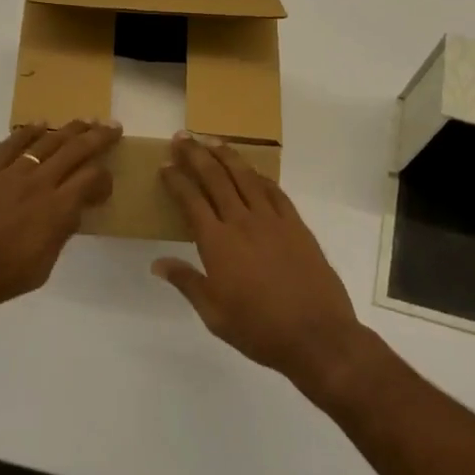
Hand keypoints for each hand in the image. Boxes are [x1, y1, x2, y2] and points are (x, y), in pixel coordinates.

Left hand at [0, 120, 121, 313]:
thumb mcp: (38, 270)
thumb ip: (58, 237)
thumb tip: (70, 214)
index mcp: (55, 211)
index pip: (91, 180)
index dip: (105, 178)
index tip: (106, 186)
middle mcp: (37, 184)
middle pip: (75, 151)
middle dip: (98, 137)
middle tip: (114, 127)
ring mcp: (9, 173)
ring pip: (47, 142)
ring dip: (69, 129)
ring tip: (85, 121)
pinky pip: (11, 143)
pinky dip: (28, 132)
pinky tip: (40, 125)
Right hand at [154, 134, 369, 396]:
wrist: (316, 335)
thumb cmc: (258, 329)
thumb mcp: (213, 314)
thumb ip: (186, 282)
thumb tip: (157, 263)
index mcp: (217, 243)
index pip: (191, 200)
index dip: (176, 180)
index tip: (165, 166)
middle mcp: (242, 222)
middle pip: (215, 178)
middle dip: (196, 155)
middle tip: (182, 138)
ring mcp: (272, 220)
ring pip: (245, 177)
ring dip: (227, 156)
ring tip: (213, 141)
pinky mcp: (296, 225)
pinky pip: (275, 191)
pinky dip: (260, 176)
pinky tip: (252, 171)